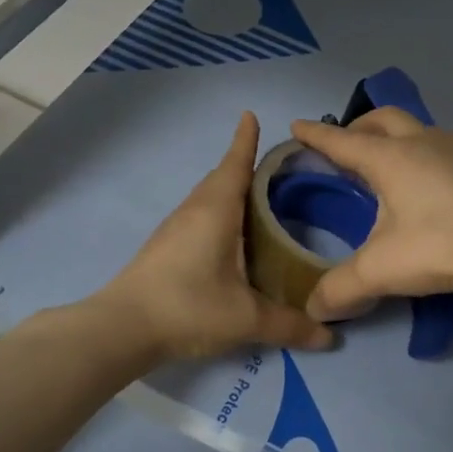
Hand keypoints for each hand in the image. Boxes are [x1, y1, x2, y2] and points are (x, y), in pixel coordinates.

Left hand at [96, 113, 335, 363]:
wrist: (122, 328)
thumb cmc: (188, 306)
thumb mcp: (246, 318)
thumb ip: (289, 324)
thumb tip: (330, 336)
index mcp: (216, 210)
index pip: (235, 164)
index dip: (246, 141)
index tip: (251, 115)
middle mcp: (194, 211)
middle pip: (221, 178)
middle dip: (244, 167)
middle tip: (275, 170)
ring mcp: (175, 229)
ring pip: (208, 199)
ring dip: (230, 193)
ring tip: (258, 202)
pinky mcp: (165, 249)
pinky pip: (199, 218)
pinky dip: (219, 216)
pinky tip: (230, 240)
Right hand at [288, 108, 452, 319]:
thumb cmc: (440, 246)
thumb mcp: (381, 271)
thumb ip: (341, 289)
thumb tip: (313, 310)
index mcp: (389, 159)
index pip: (342, 142)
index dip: (316, 136)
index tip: (297, 125)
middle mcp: (421, 144)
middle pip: (382, 120)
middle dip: (358, 127)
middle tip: (345, 146)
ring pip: (418, 127)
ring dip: (396, 134)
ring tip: (389, 158)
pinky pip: (447, 144)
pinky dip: (429, 149)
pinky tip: (436, 171)